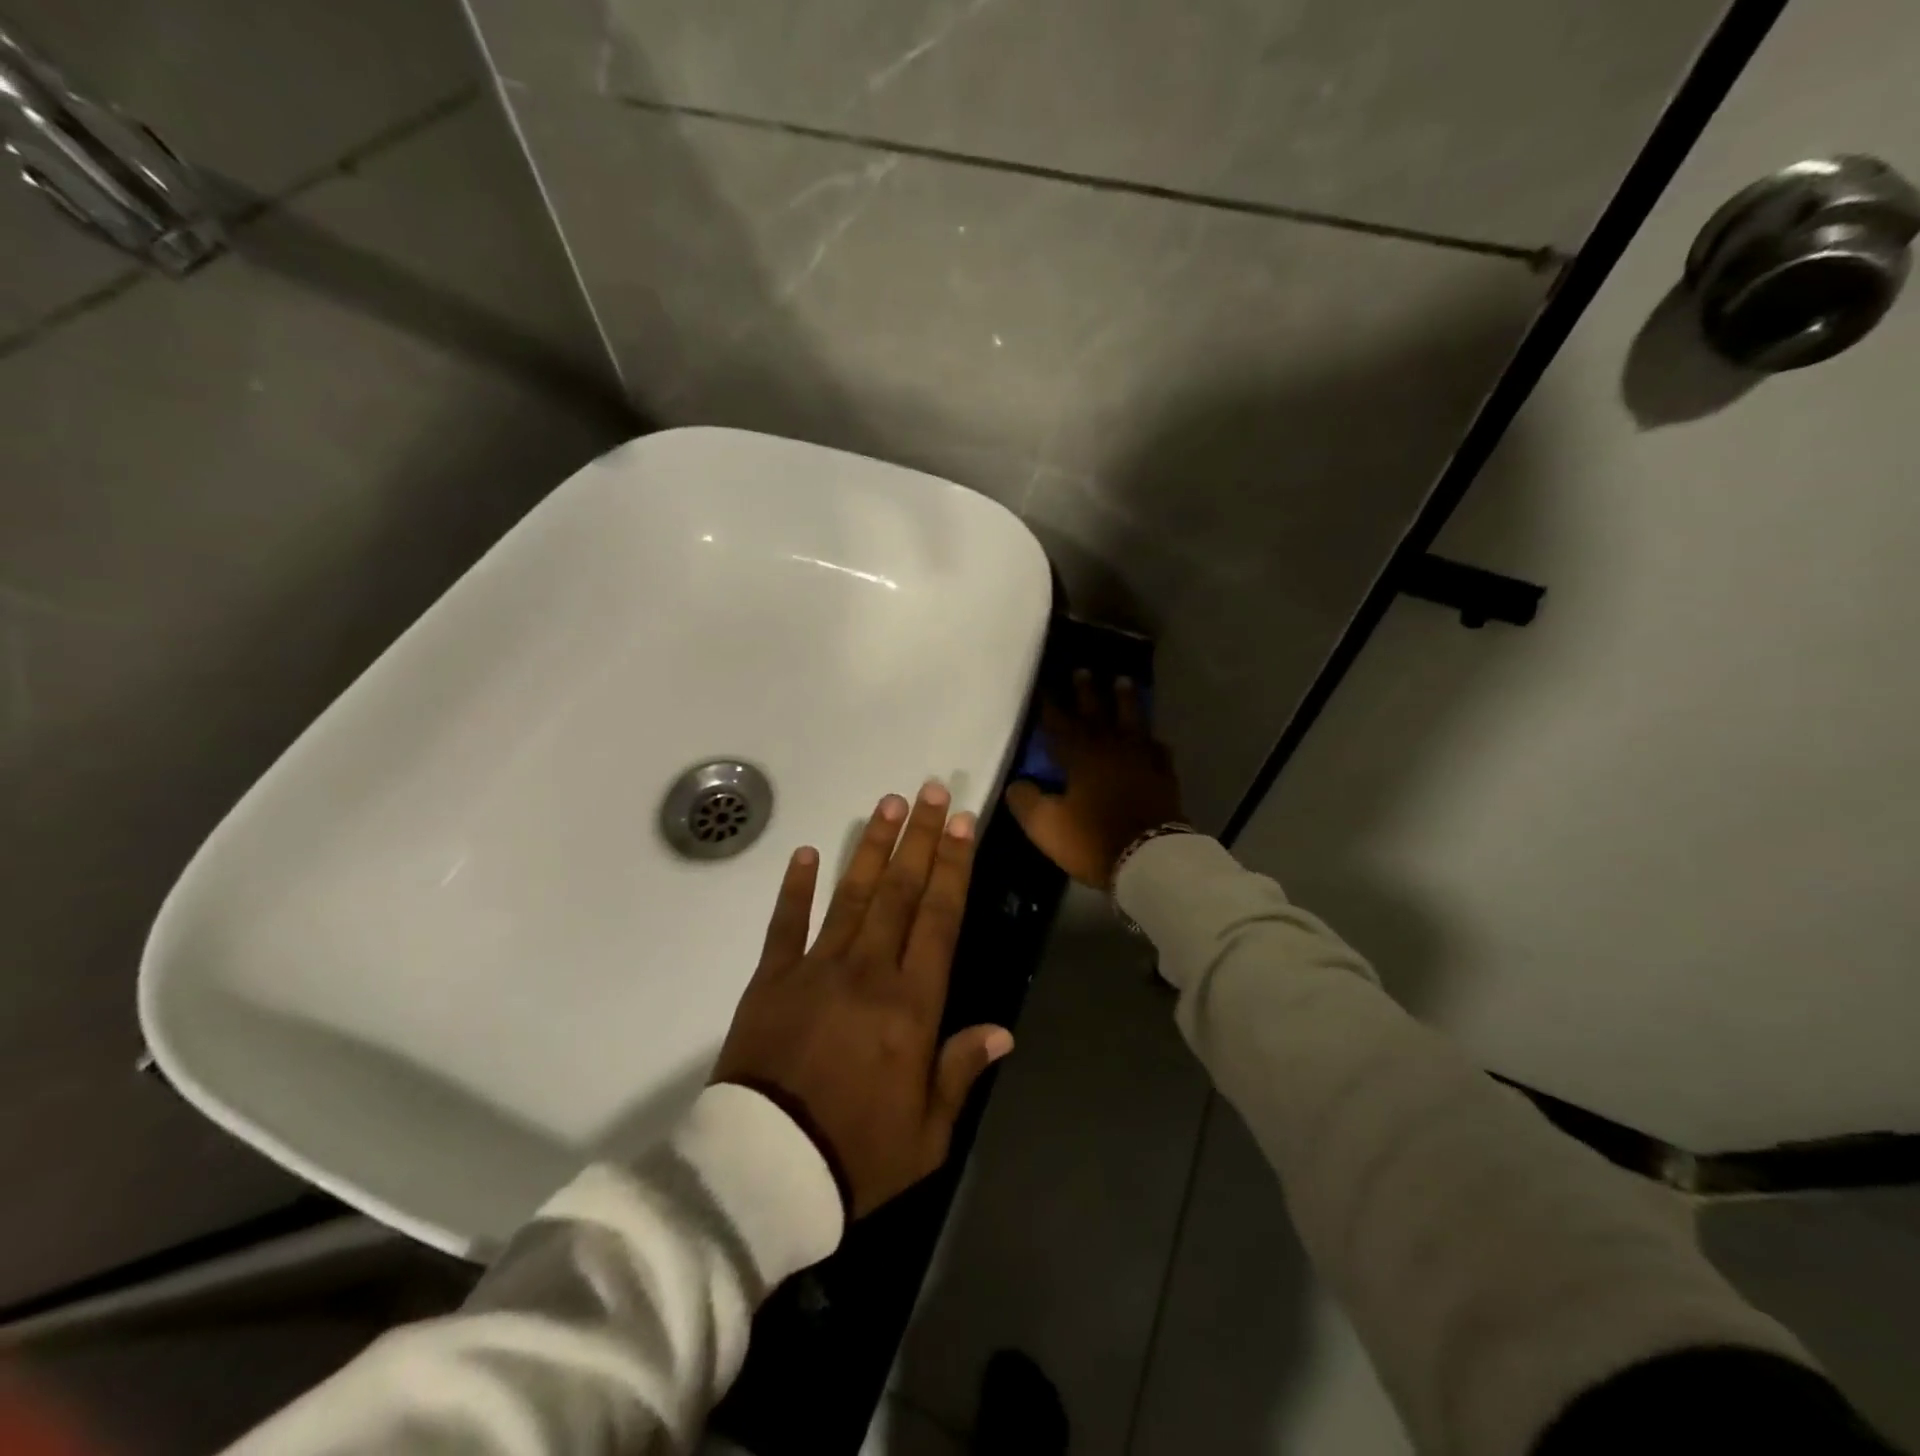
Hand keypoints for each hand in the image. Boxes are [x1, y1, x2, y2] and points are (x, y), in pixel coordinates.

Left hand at [712, 782, 1013, 1218]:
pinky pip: (785, 924)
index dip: (952, 866)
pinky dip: (795, 887)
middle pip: (899, 891)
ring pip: (851, 895)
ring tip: (886, 804)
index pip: (938, 918)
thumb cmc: (856, 1155)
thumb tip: (1002, 1030)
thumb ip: (961, 1070)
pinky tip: (804, 852)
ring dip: (870, 847)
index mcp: (911, 1004)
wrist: (764, 1173)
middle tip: (929, 790)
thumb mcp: (928, 1131)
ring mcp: (816, 968)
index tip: (960, 823)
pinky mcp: (771, 978)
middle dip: (918, 838)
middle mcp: (868, 971)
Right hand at [1005, 670, 1184, 888]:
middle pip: (1098, 713)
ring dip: (1125, 701)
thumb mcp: (1046, 825)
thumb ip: (1026, 801)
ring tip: (1123, 681)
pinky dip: (1151, 740)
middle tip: (1083, 670)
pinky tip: (1151, 738)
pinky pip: (1157, 749)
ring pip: (1132, 721)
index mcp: (1081, 756)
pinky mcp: (1163, 777)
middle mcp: (1111, 749)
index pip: (1060, 723)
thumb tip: (1017, 784)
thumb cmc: (1092, 839)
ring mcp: (1142, 760)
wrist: (1150, 858)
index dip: (1051, 705)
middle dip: (1087, 692)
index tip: (1044, 686)